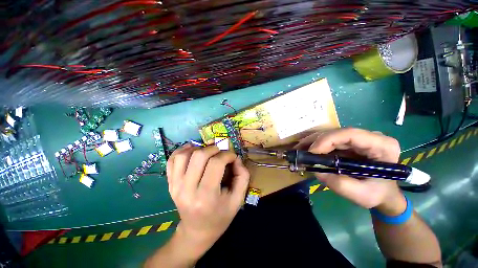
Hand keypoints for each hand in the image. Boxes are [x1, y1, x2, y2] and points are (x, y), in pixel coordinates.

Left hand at [167, 144, 249, 253]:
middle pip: (199, 156)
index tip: (232, 156)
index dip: (227, 155)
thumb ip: (242, 176)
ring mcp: (175, 186)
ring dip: (198, 148)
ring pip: (184, 155)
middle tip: (220, 152)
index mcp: (206, 196)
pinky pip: (172, 160)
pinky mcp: (170, 184)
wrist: (197, 231)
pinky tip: (193, 151)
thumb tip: (236, 158)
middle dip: (213, 149)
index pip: (216, 163)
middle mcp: (187, 190)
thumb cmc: (220, 216)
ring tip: (207, 152)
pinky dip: (183, 151)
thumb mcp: (238, 199)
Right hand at [295, 128, 405, 214]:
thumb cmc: (378, 194)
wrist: (383, 192)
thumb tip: (317, 171)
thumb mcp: (362, 195)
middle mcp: (370, 137)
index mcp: (381, 146)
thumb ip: (340, 185)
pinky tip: (306, 150)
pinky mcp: (349, 142)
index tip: (312, 152)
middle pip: (337, 133)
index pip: (350, 134)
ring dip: (312, 141)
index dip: (327, 140)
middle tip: (300, 151)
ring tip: (299, 150)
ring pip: (330, 134)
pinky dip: (315, 145)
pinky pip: (329, 140)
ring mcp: (359, 138)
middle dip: (316, 141)